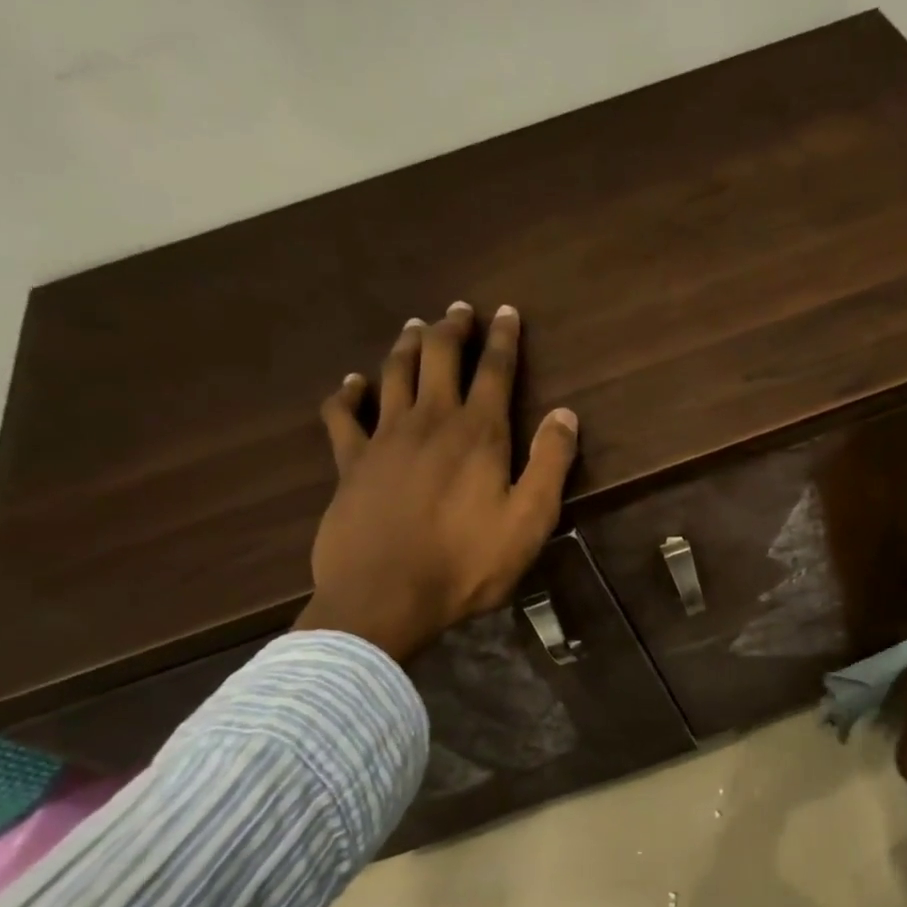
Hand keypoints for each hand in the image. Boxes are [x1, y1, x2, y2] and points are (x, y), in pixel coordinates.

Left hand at [293, 302, 579, 661]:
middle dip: (452, 330)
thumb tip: (565, 414)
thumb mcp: (530, 521)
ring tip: (415, 327)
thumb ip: (550, 464)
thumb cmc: (467, 564)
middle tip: (459, 309)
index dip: (502, 339)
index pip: (494, 372)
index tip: (506, 311)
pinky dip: (346, 393)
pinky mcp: (349, 464)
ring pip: (393, 375)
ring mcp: (384, 440)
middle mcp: (430, 422)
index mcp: (479, 435)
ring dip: (406, 346)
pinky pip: (342, 415)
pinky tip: (351, 382)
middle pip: (440, 360)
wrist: (385, 597)